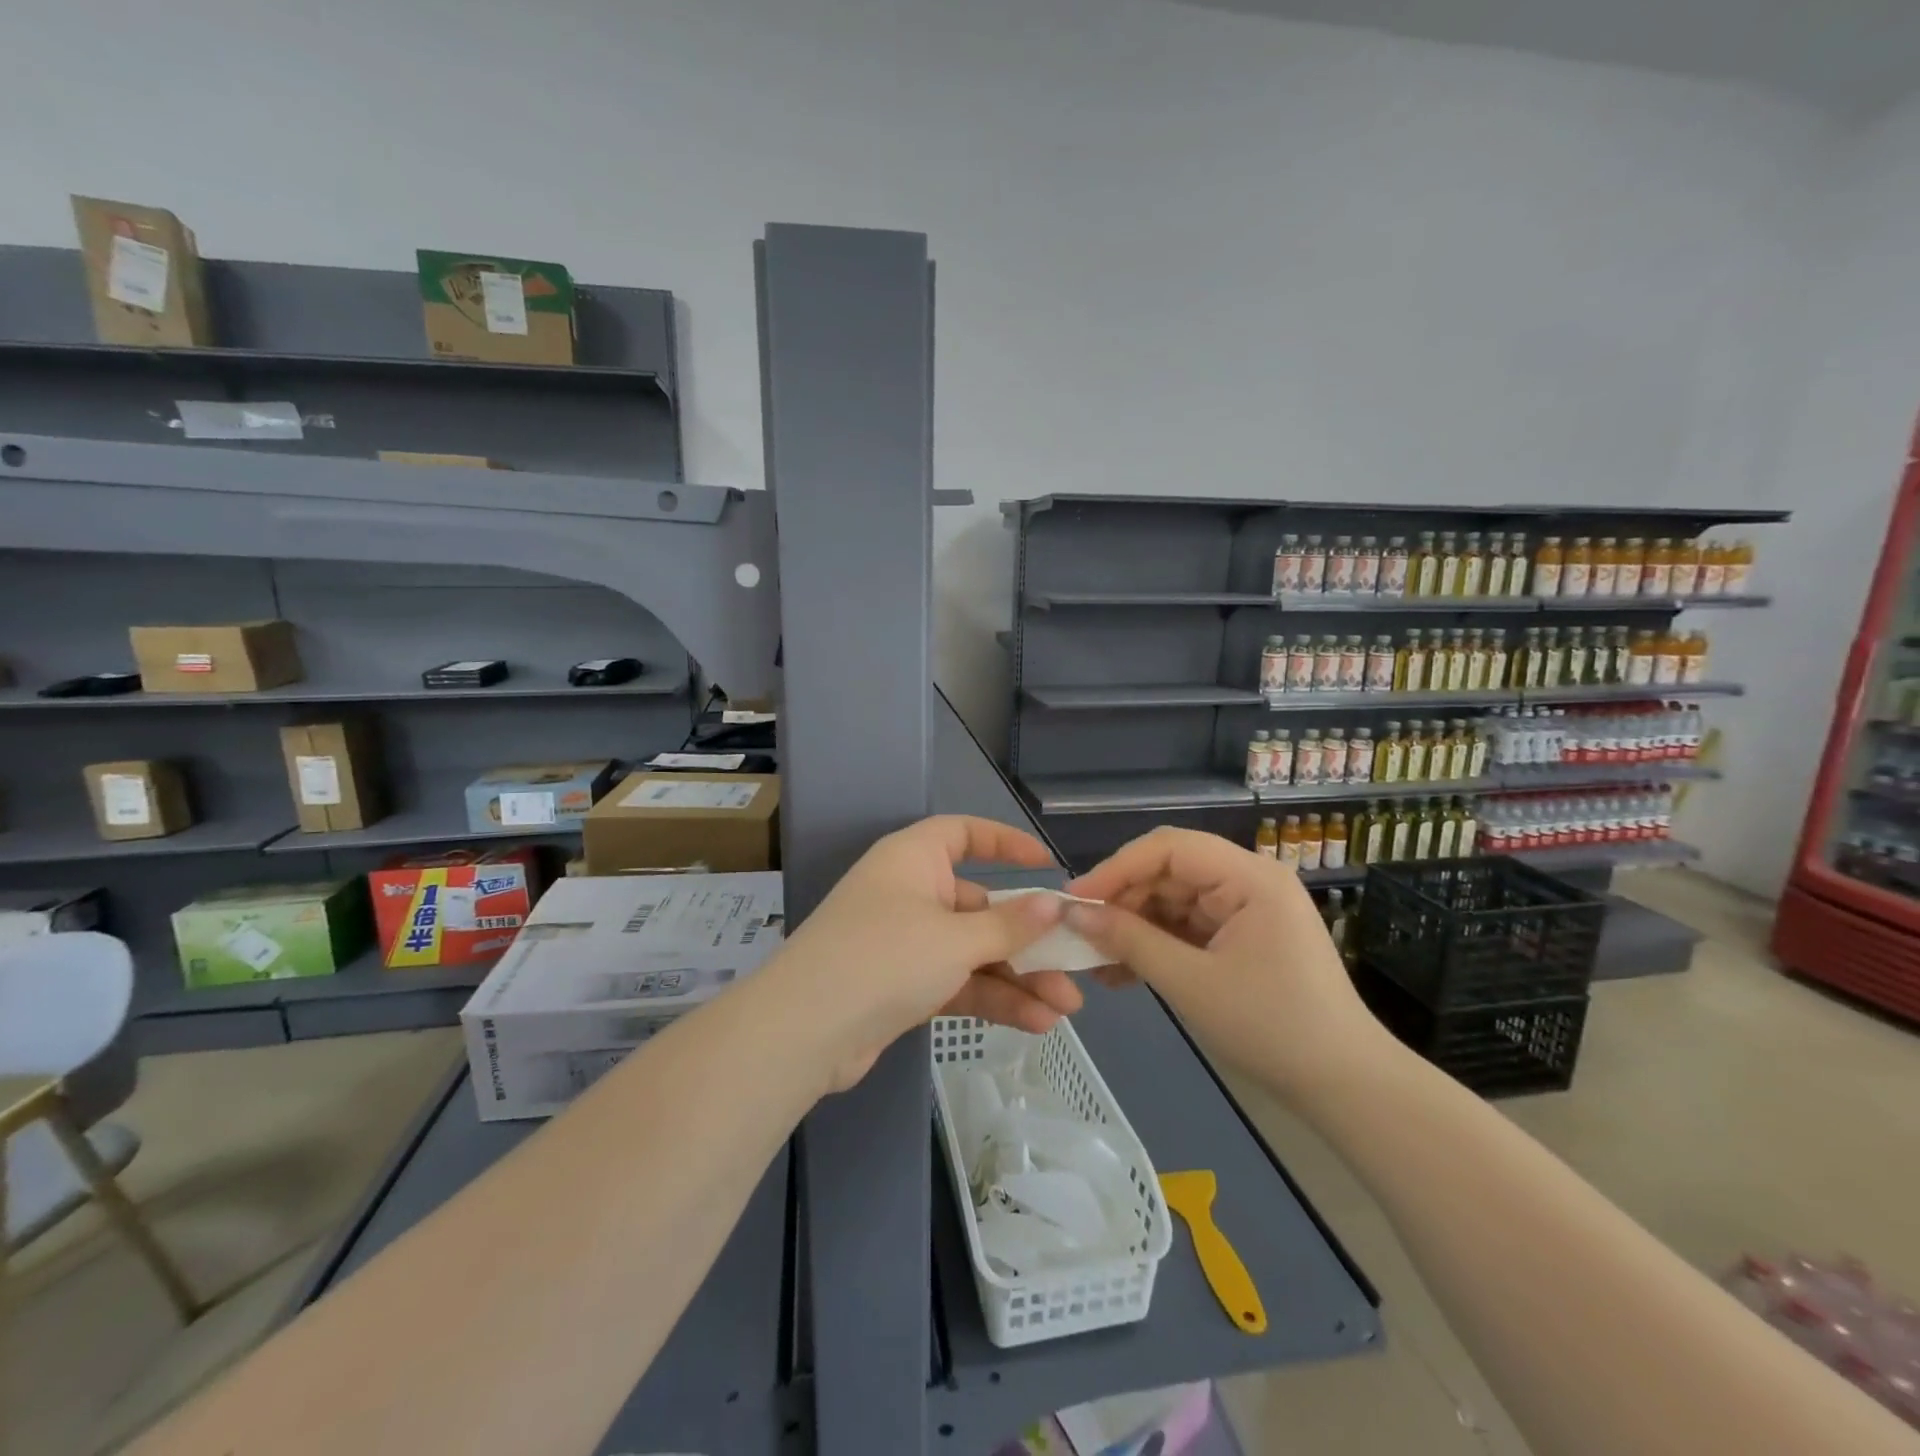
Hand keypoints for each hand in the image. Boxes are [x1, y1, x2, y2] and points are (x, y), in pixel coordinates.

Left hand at [772, 816, 1085, 1089]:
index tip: (1047, 864)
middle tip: (1073, 964)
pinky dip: (991, 998)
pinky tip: (1035, 1023)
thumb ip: (1009, 925)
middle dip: (1027, 938)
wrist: (805, 1032)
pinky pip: (957, 981)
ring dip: (1018, 977)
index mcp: (914, 859)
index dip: (1006, 843)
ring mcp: (905, 941)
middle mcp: (910, 892)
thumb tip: (1053, 904)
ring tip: (1066, 1007)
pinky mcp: (902, 985)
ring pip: (973, 950)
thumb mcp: (956, 939)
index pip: (964, 833)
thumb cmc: (885, 957)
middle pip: (979, 904)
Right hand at [1063, 827, 1387, 1101]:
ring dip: (1133, 927)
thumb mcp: (1191, 983)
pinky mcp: (1241, 938)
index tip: (1075, 900)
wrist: (1345, 1087)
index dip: (1117, 868)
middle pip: (1169, 872)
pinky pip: (1187, 928)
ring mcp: (1246, 910)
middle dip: (1122, 900)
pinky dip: (1155, 945)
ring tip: (1093, 959)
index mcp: (1249, 877)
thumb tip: (1074, 914)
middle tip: (1079, 932)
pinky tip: (1121, 972)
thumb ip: (1130, 941)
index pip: (1169, 848)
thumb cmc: (1272, 1028)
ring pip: (1172, 901)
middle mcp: (1248, 881)